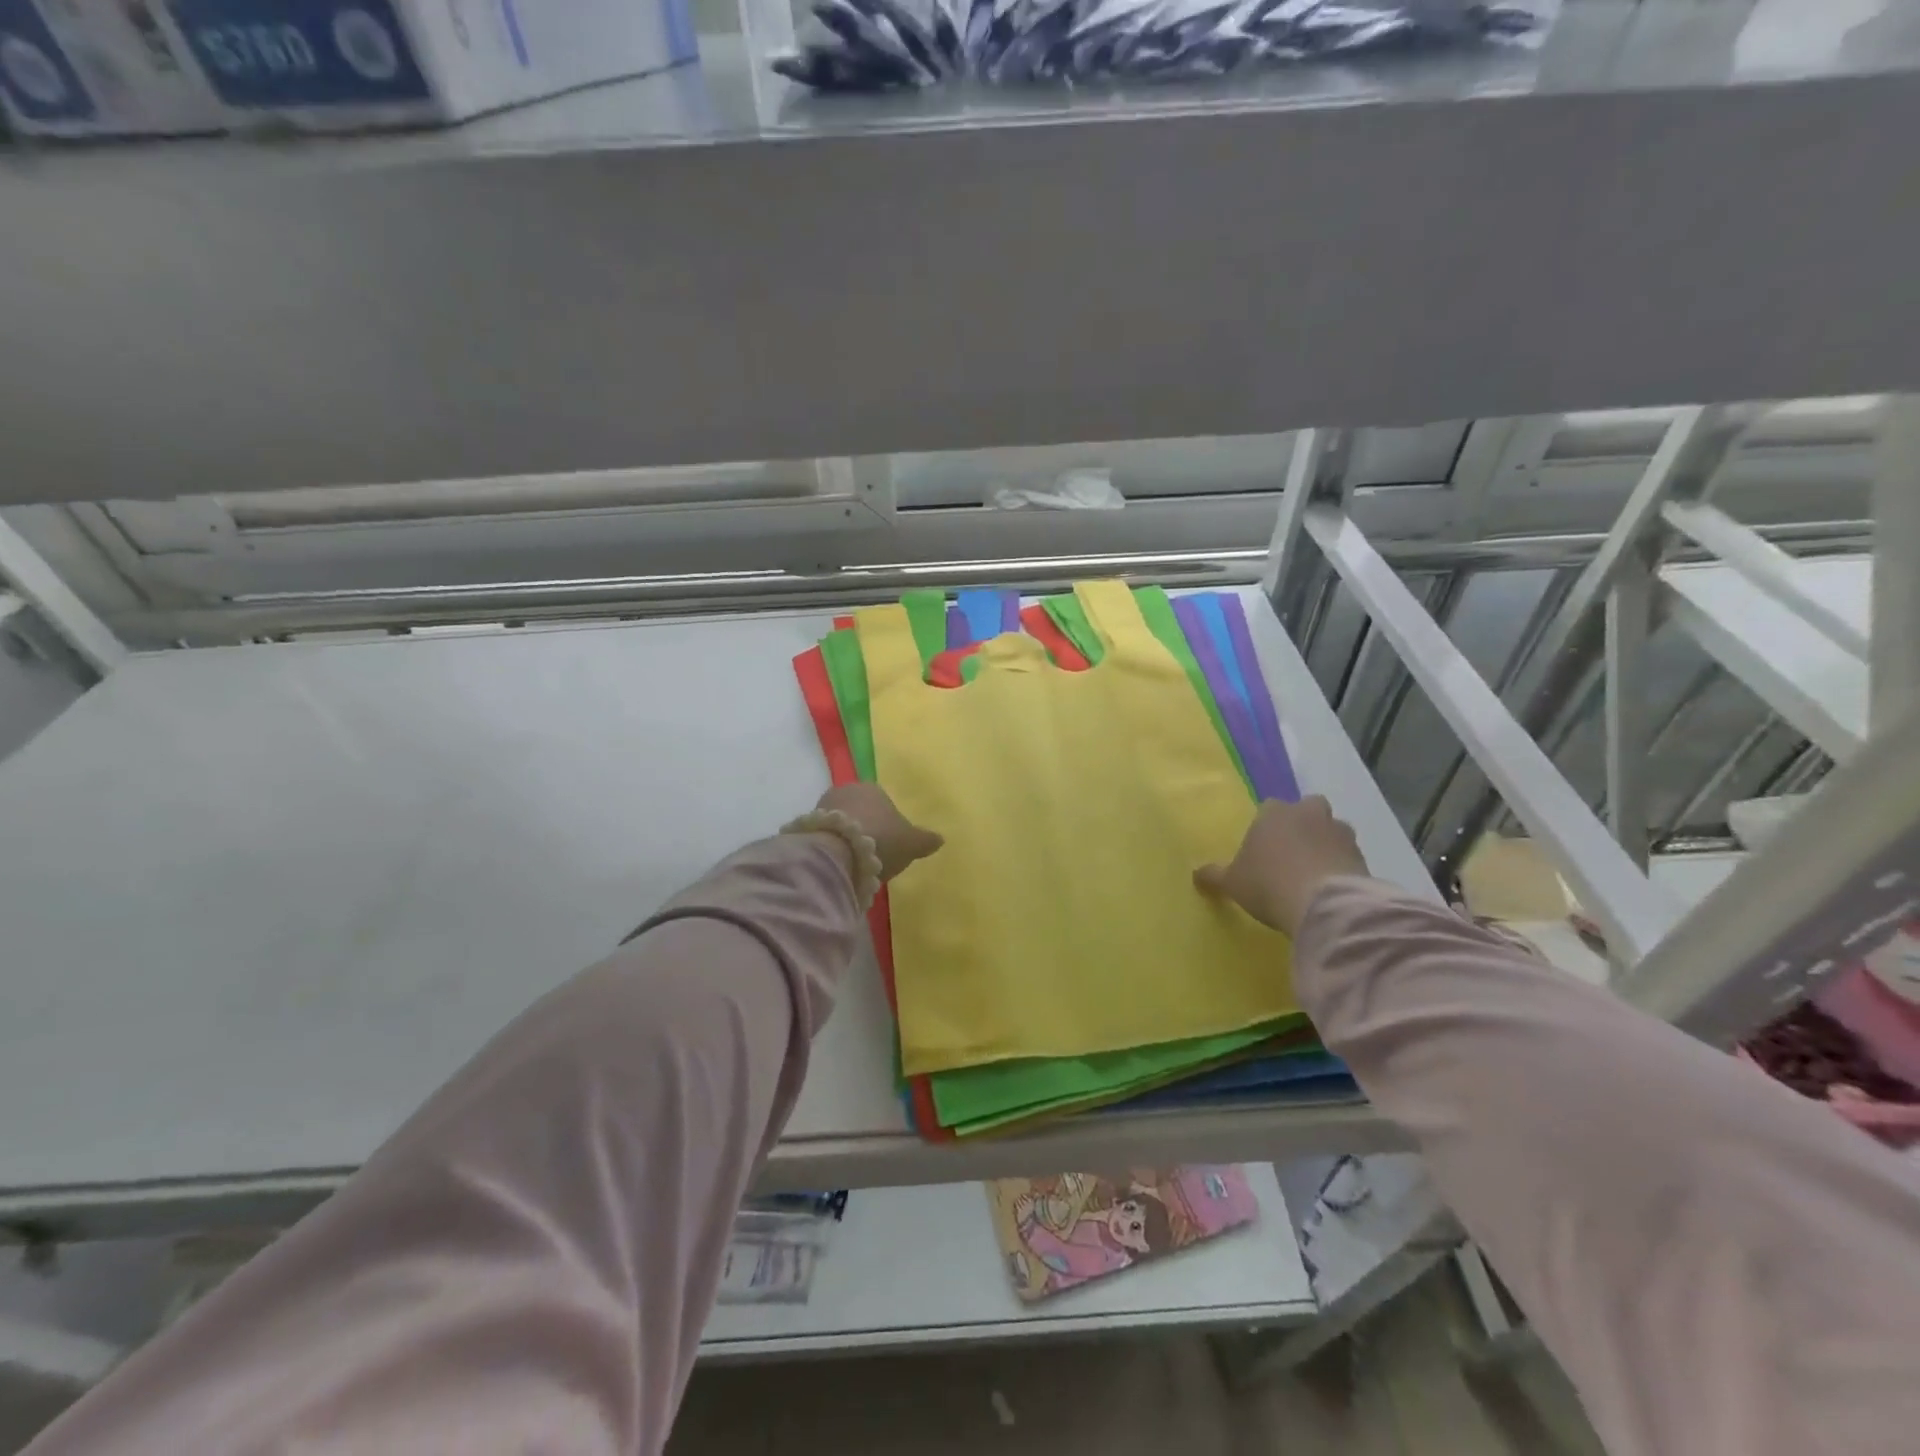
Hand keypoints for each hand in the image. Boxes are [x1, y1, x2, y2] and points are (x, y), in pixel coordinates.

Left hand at [815, 783, 943, 881]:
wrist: (837, 853)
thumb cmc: (881, 840)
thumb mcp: (911, 843)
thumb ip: (925, 840)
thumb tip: (940, 838)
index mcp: (873, 788)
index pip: (883, 802)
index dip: (887, 823)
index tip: (890, 843)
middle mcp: (846, 790)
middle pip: (860, 811)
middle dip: (865, 829)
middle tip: (873, 854)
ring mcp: (823, 806)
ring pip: (840, 823)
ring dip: (846, 838)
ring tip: (855, 863)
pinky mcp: (806, 825)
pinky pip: (825, 836)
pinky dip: (832, 847)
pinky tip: (839, 864)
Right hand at [1193, 796, 1368, 935]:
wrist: (1323, 905)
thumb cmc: (1268, 884)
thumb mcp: (1231, 883)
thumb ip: (1214, 876)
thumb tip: (1196, 875)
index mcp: (1274, 812)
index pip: (1269, 807)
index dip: (1266, 826)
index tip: (1262, 848)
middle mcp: (1309, 813)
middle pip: (1308, 809)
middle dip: (1303, 824)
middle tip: (1292, 852)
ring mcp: (1339, 833)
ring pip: (1332, 830)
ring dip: (1326, 844)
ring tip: (1314, 873)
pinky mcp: (1363, 856)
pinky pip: (1348, 856)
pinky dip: (1342, 867)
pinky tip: (1331, 888)